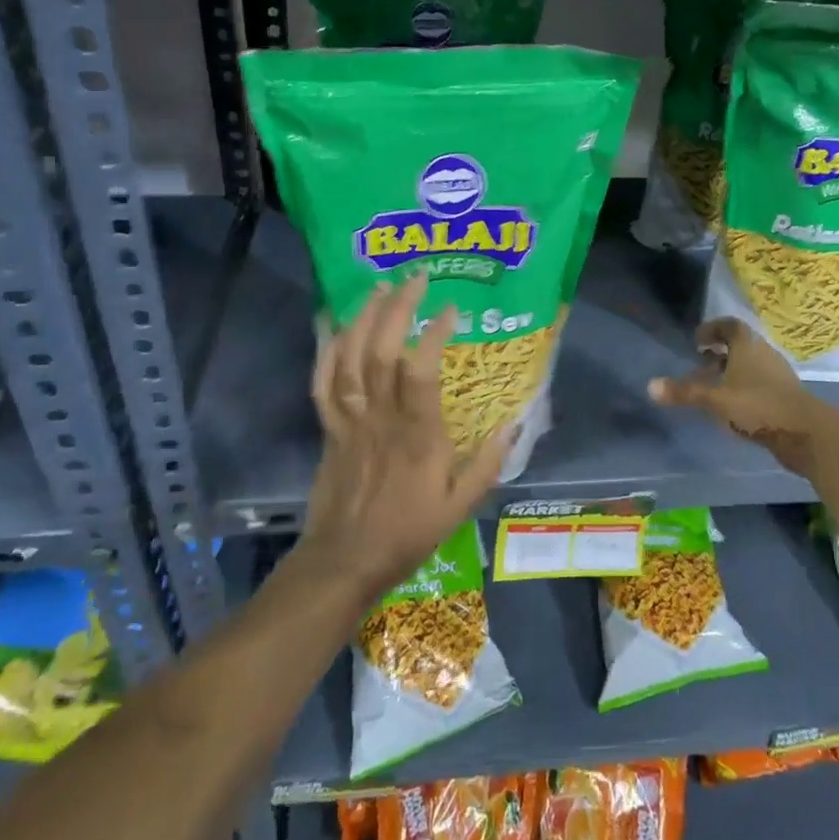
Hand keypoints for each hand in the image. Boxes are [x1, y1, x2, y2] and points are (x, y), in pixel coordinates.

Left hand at [299, 277, 510, 601]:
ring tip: (380, 287)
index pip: (421, 373)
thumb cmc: (407, 532)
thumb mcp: (460, 506)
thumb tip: (515, 422)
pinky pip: (323, 383)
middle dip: (396, 309)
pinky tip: (337, 324)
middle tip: (415, 278)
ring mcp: (349, 420)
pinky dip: (327, 350)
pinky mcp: (328, 427)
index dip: (433, 335)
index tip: (450, 309)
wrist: (344, 561)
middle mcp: (381, 418)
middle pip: (380, 352)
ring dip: (363, 318)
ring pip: (349, 359)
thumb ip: (488, 463)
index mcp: (417, 435)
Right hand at [647, 316, 838, 478]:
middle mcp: (763, 352)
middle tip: (700, 365)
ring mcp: (778, 373)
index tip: (697, 341)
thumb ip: (684, 393)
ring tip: (713, 388)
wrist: (806, 432)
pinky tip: (734, 406)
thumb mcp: (715, 400)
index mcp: (747, 344)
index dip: (711, 329)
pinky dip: (744, 387)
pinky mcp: (786, 394)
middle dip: (718, 353)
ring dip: (731, 371)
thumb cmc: (757, 406)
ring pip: (749, 365)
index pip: (729, 325)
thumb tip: (650, 386)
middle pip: (739, 345)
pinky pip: (759, 382)